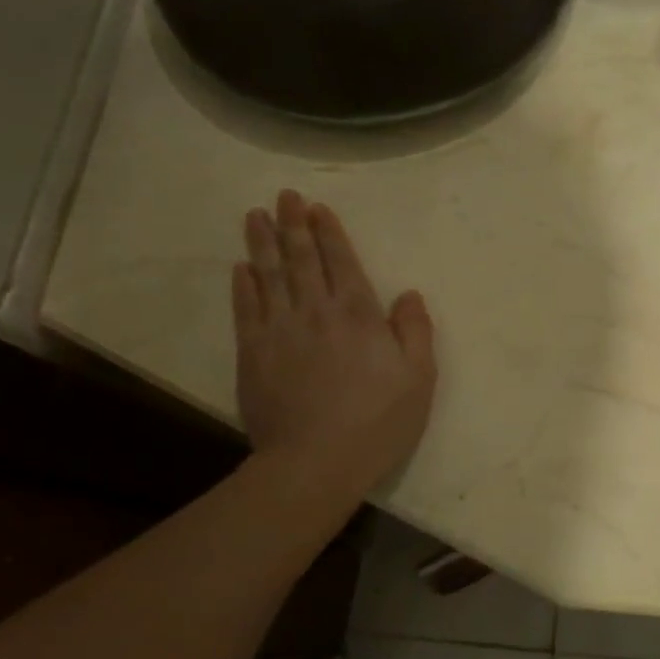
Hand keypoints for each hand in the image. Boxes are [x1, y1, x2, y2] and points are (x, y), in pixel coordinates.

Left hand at [231, 191, 436, 492]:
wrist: (315, 462)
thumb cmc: (378, 421)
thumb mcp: (419, 379)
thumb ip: (415, 331)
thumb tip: (409, 294)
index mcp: (358, 314)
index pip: (341, 261)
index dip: (329, 232)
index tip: (317, 208)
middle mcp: (315, 311)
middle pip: (301, 259)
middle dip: (293, 224)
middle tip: (284, 196)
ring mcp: (279, 330)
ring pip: (268, 275)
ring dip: (262, 242)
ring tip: (255, 215)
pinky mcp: (252, 354)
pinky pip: (246, 309)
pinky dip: (243, 285)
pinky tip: (240, 268)